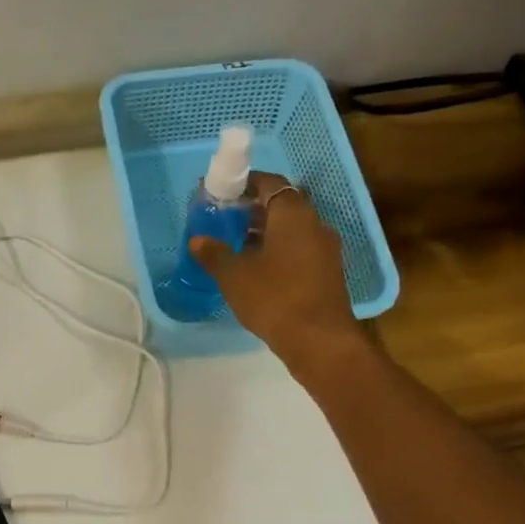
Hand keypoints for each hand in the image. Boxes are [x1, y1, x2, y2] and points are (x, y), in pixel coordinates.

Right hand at [190, 172, 361, 360]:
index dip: (245, 184)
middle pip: (282, 205)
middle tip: (224, 222)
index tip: (222, 193)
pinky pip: (299, 250)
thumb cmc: (274, 298)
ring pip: (291, 230)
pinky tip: (258, 271)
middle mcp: (314, 223)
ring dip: (265, 233)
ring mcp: (325, 249)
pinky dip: (278, 251)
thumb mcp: (234, 276)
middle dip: (253, 210)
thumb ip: (214, 254)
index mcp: (293, 214)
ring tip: (236, 248)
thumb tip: (197, 239)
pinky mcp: (327, 272)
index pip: (269, 183)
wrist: (319, 340)